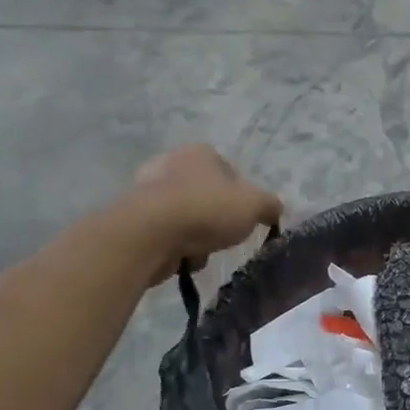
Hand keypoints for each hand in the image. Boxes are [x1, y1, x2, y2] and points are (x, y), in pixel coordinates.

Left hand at [128, 145, 282, 281]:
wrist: (150, 233)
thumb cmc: (207, 209)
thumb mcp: (254, 205)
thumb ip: (270, 205)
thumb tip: (276, 208)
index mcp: (200, 153)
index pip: (230, 172)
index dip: (242, 198)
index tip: (245, 219)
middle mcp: (171, 163)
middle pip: (207, 197)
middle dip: (217, 219)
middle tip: (224, 236)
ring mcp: (147, 189)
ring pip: (188, 218)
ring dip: (198, 237)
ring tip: (202, 251)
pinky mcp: (133, 217)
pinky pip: (166, 235)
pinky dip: (176, 247)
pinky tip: (181, 257)